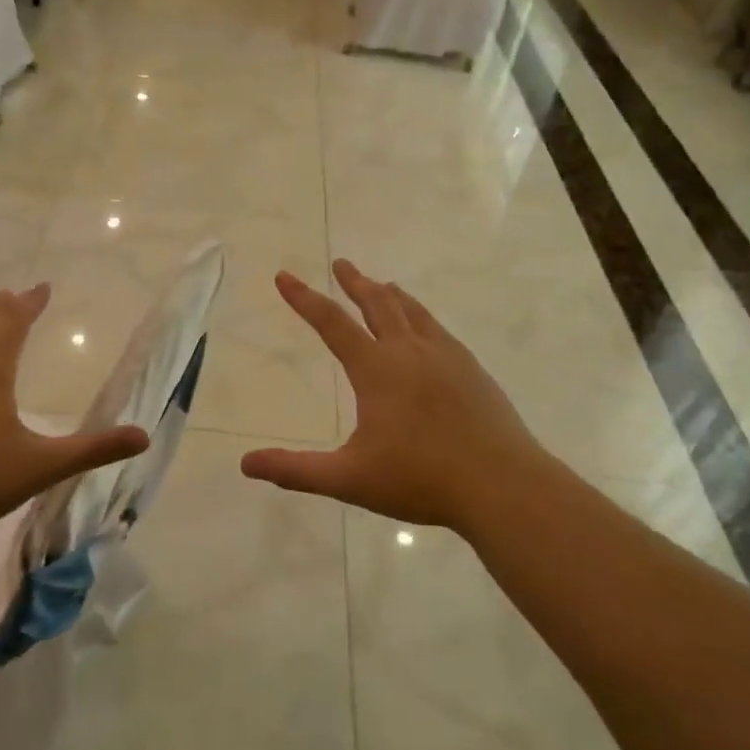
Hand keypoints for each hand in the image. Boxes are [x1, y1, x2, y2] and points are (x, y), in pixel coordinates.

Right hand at [241, 261, 557, 536]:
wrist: (503, 485)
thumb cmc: (421, 479)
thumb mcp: (349, 479)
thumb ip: (296, 471)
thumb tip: (246, 464)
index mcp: (377, 370)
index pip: (332, 324)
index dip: (304, 299)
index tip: (285, 276)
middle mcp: (411, 352)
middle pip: (378, 305)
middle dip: (355, 282)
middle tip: (342, 263)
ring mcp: (447, 358)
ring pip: (413, 312)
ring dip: (391, 295)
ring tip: (383, 284)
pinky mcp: (472, 371)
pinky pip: (439, 330)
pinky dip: (422, 317)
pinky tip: (426, 329)